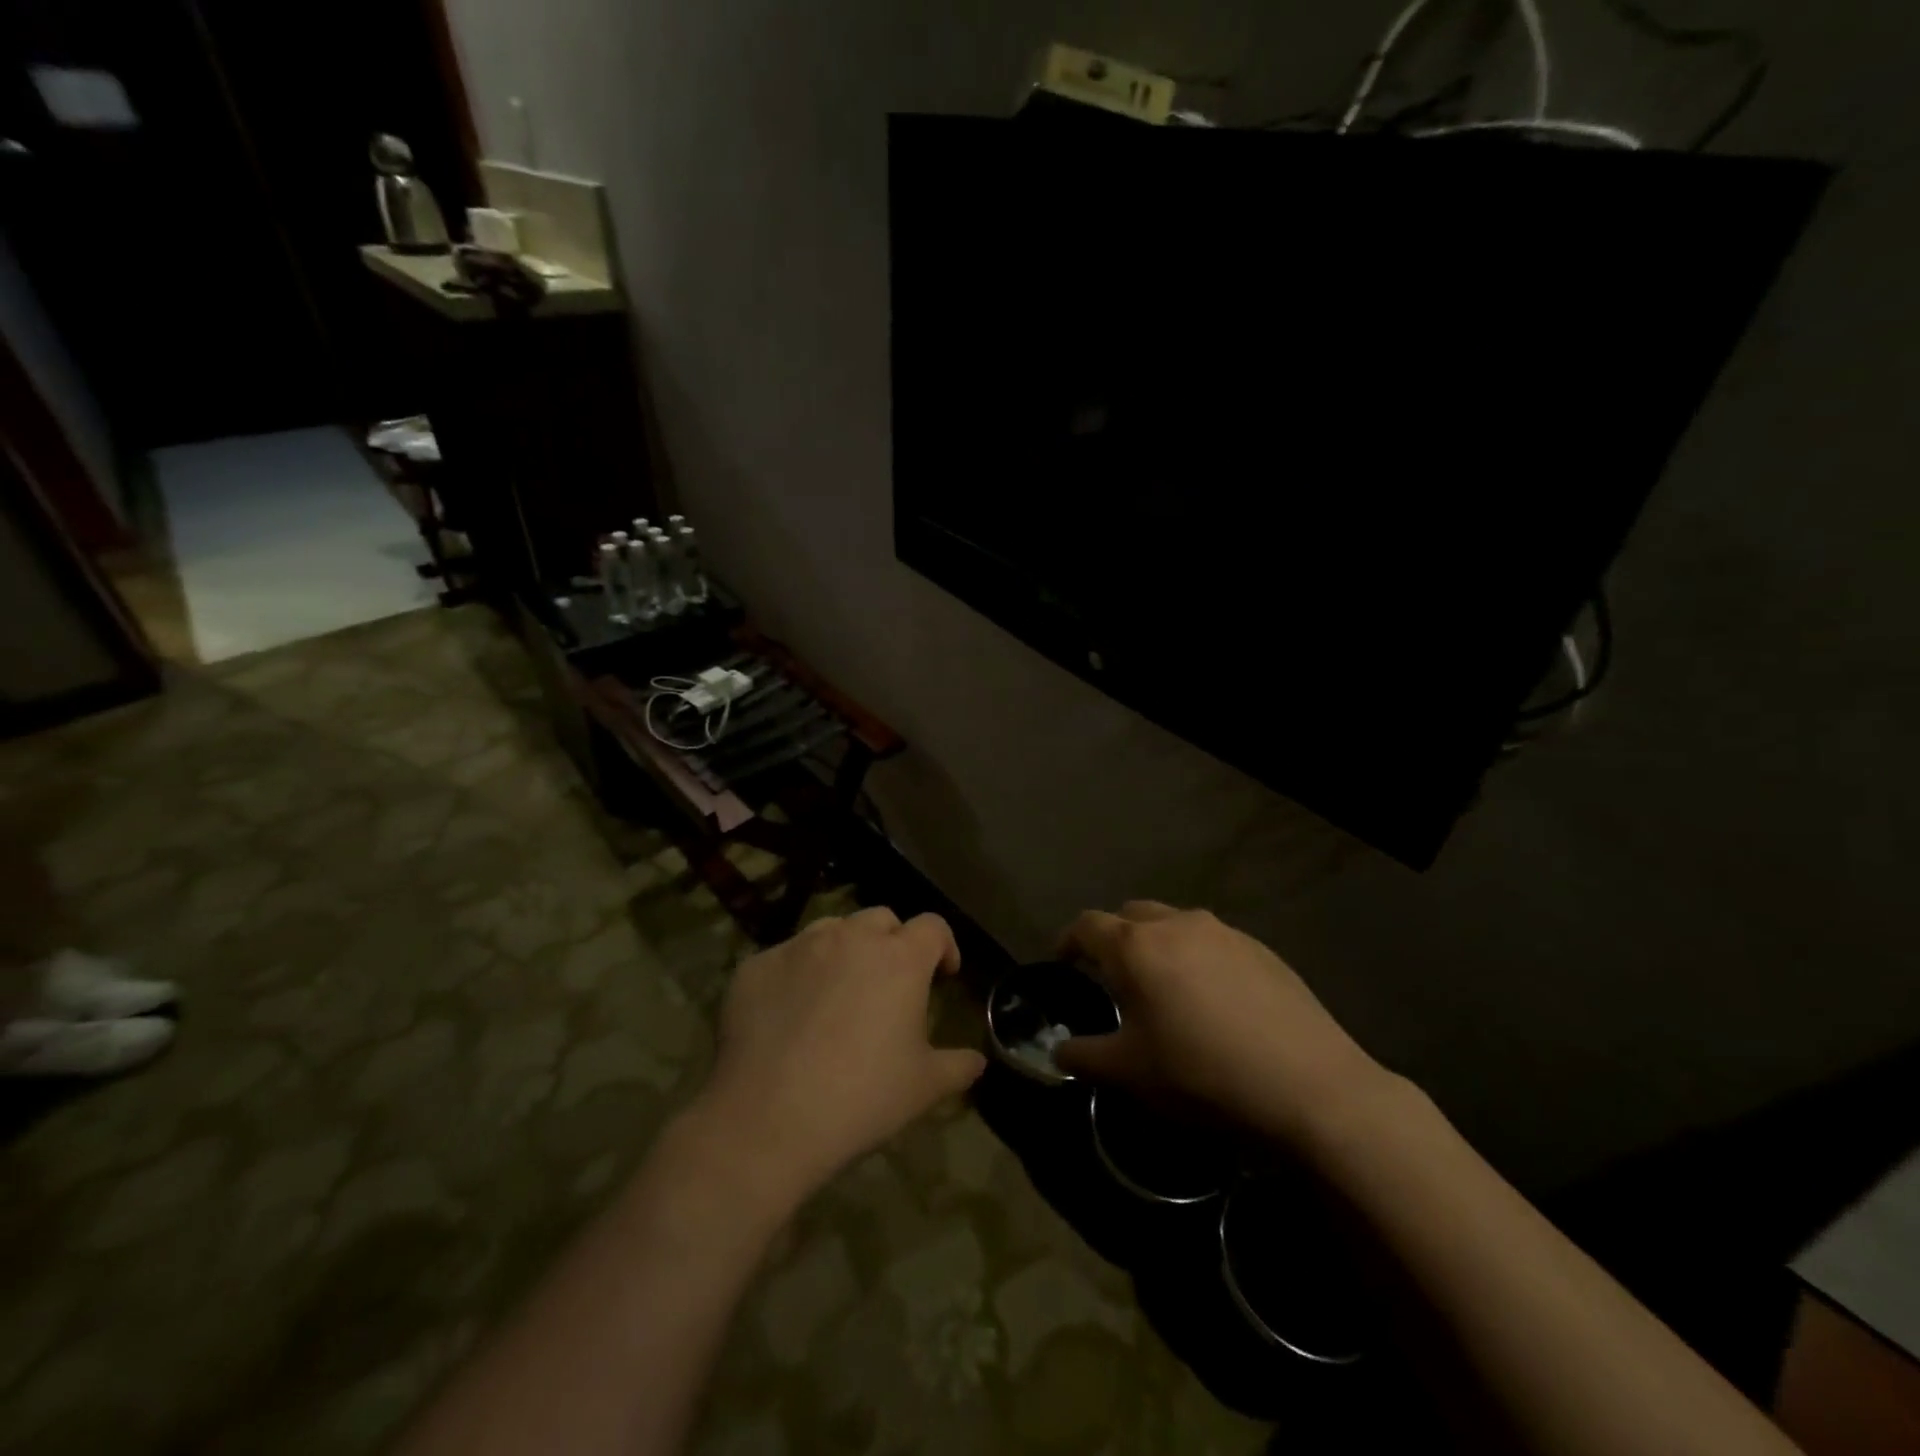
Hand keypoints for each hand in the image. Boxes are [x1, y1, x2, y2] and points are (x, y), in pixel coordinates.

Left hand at [694, 908, 985, 1205]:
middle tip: (890, 983)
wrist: (769, 1118)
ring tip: (839, 992)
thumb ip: (958, 1066)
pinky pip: (785, 958)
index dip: (943, 945)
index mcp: (899, 958)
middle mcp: (850, 937)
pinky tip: (790, 1015)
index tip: (943, 974)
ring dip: (844, 950)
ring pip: (831, 930)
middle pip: (881, 919)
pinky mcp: (756, 966)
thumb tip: (977, 1061)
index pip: (933, 926)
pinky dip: (797, 975)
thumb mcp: (924, 1087)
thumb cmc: (862, 1097)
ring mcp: (799, 947)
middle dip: (893, 942)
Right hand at [1052, 901, 1390, 1142]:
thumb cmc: (1203, 1075)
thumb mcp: (1130, 1074)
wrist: (1311, 1088)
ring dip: (1158, 945)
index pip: (1087, 925)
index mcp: (1136, 946)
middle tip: (1114, 978)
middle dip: (1114, 939)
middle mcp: (1177, 924)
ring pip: (1175, 924)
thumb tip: (1058, 1051)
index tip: (1063, 963)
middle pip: (1131, 915)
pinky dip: (1197, 958)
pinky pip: (1213, 941)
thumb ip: (1083, 1056)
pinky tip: (1214, 1001)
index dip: (1068, 941)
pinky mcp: (1261, 949)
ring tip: (1165, 988)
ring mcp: (1224, 932)